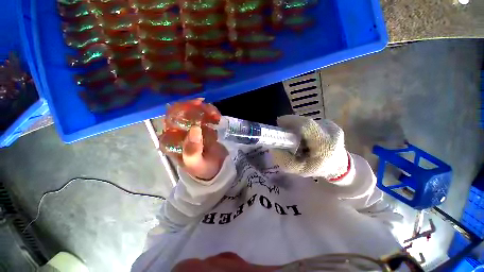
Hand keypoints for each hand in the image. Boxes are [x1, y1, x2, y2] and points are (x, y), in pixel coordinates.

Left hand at [160, 99, 227, 180]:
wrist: (215, 170)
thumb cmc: (202, 169)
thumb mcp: (195, 163)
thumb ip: (192, 149)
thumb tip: (195, 128)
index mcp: (172, 140)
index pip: (171, 119)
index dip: (182, 110)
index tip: (195, 106)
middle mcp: (181, 132)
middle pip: (184, 113)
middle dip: (196, 108)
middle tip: (208, 109)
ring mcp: (193, 129)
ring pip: (196, 112)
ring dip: (206, 110)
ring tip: (216, 116)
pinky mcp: (203, 128)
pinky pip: (206, 116)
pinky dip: (212, 114)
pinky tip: (217, 118)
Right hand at [270, 115, 348, 179]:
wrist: (338, 165)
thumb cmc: (318, 168)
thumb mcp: (299, 170)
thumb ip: (285, 161)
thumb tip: (273, 148)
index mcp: (325, 146)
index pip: (307, 126)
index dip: (291, 121)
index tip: (279, 122)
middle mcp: (332, 132)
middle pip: (306, 122)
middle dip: (292, 124)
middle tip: (284, 131)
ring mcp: (332, 126)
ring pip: (307, 122)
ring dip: (298, 127)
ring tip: (296, 137)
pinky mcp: (330, 123)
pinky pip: (311, 123)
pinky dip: (303, 128)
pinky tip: (304, 136)